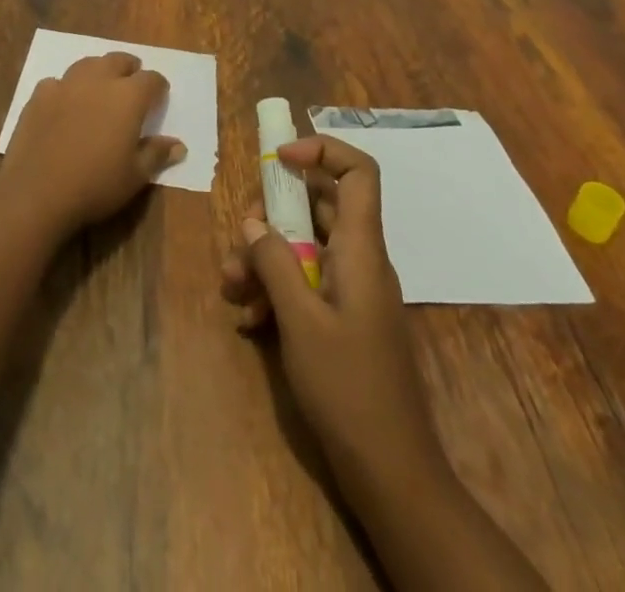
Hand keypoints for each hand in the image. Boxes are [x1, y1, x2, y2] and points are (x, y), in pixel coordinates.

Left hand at [1, 53, 184, 234]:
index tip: (159, 97)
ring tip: (100, 87)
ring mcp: (65, 84)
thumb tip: (178, 145)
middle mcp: (98, 81)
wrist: (37, 192)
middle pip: (117, 60)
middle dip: (129, 68)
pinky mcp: (39, 95)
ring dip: (98, 71)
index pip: (151, 80)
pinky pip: (57, 82)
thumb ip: (156, 154)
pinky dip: (66, 88)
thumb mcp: (135, 176)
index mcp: (127, 97)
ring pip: (87, 64)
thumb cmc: (95, 185)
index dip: (158, 86)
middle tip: (131, 82)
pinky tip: (64, 104)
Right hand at [220, 135, 442, 476]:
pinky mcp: (343, 318)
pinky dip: (276, 289)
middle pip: (318, 206)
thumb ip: (274, 262)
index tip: (278, 159)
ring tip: (232, 287)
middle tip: (239, 238)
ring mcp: (352, 289)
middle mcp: (360, 259)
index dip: (321, 151)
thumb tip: (253, 221)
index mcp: (361, 249)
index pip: (358, 172)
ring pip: (305, 245)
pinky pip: (306, 281)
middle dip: (272, 214)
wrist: (392, 473)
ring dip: (265, 257)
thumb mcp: (300, 321)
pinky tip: (249, 319)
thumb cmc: (349, 388)